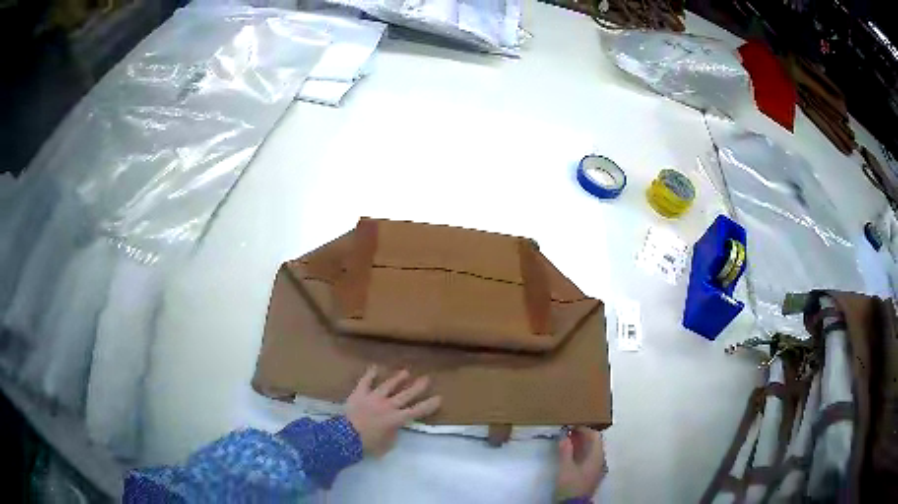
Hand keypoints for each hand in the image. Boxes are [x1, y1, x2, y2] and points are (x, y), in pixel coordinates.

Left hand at [345, 366, 441, 456]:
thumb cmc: (369, 444)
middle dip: (418, 387)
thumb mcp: (387, 445)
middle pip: (406, 395)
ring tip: (405, 372)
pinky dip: (370, 374)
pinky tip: (374, 367)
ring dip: (397, 379)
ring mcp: (374, 398)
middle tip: (427, 379)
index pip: (417, 411)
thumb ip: (393, 435)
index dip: (429, 405)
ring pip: (388, 386)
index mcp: (397, 419)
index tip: (439, 398)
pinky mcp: (360, 394)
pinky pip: (365, 382)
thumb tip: (394, 428)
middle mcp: (388, 405)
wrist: (347, 435)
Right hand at [555, 427, 606, 501]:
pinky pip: (590, 459)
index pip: (595, 436)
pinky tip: (572, 455)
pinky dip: (582, 453)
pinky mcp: (593, 475)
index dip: (584, 429)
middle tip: (569, 432)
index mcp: (597, 456)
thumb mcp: (565, 468)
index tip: (572, 426)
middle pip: (595, 443)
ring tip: (569, 441)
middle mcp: (601, 460)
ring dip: (582, 445)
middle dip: (583, 436)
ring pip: (593, 451)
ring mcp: (598, 469)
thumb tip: (564, 436)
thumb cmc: (571, 485)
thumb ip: (566, 451)